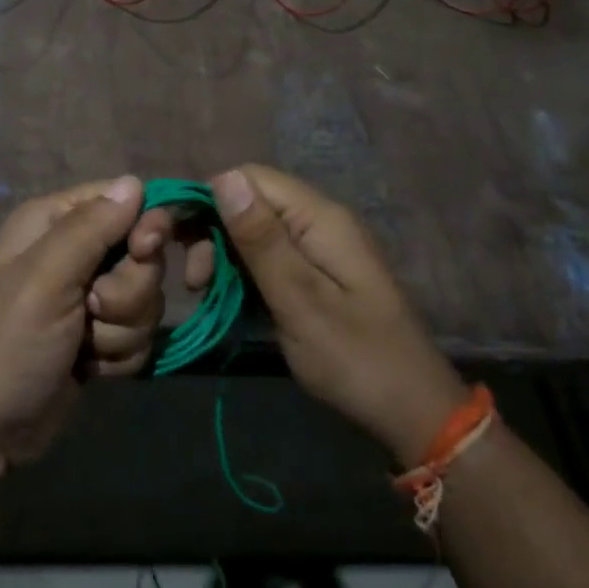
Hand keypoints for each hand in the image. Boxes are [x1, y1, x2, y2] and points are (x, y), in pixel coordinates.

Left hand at [0, 176, 172, 469]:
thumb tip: (136, 181)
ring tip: (83, 348)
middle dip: (128, 293)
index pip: (124, 199)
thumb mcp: (44, 280)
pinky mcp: (100, 336)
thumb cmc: (6, 347)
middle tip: (91, 312)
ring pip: (146, 298)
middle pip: (143, 254)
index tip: (144, 252)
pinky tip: (88, 369)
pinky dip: (119, 354)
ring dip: (121, 330)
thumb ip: (92, 228)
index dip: (145, 226)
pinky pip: (139, 333)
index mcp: (53, 222)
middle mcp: (73, 252)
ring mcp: (88, 297)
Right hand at [209, 165, 467, 465]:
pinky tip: (227, 297)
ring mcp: (320, 249)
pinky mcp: (317, 274)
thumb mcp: (299, 300)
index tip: (176, 241)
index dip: (208, 198)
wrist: (411, 410)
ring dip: (223, 254)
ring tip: (204, 292)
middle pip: (251, 202)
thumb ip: (261, 239)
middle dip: (212, 230)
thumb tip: (223, 177)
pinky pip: (270, 257)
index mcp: (319, 218)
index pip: (250, 178)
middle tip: (194, 281)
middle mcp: (320, 222)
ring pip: (256, 230)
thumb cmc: (354, 357)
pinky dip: (243, 271)